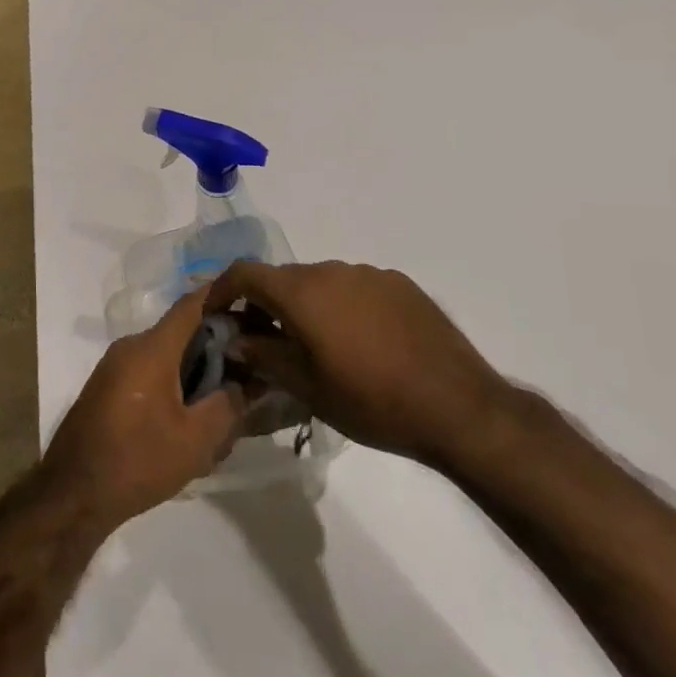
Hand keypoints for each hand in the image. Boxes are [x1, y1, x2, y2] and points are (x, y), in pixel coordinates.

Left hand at [41, 286, 248, 532]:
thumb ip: (228, 405)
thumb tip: (247, 383)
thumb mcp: (195, 440)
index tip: (253, 306)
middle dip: (217, 349)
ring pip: (167, 358)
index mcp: (152, 347)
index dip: (224, 298)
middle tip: (249, 373)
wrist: (73, 493)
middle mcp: (131, 347)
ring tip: (224, 409)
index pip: (192, 304)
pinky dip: (174, 387)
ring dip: (196, 375)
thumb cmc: (137, 460)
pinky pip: (150, 374)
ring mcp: (115, 367)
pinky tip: (190, 425)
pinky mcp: (108, 389)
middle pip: (182, 333)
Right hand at [205, 260, 510, 471]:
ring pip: (321, 282)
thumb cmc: (371, 401)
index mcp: (302, 291)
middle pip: (284, 278)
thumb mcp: (307, 387)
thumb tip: (234, 339)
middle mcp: (332, 269)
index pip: (245, 273)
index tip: (216, 315)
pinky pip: (355, 287)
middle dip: (266, 304)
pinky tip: (360, 343)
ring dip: (307, 306)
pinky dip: (342, 306)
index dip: (222, 290)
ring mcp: (369, 274)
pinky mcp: (400, 284)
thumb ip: (263, 355)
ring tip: (316, 346)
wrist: (458, 407)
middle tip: (264, 340)